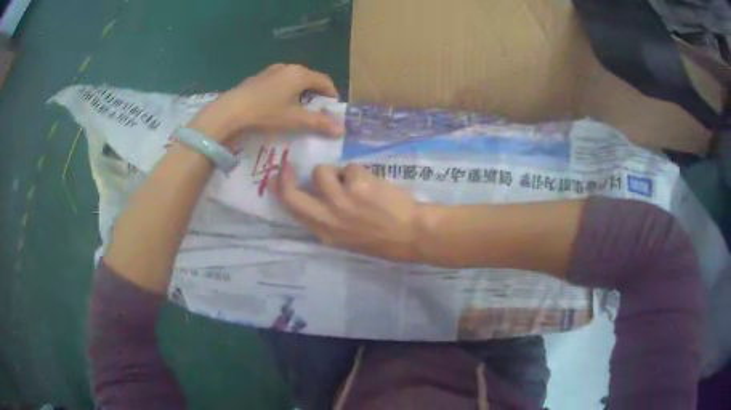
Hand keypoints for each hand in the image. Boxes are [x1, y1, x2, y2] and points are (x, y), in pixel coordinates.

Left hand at [187, 64, 343, 143]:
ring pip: (293, 78)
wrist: (232, 110)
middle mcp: (288, 67)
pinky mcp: (259, 77)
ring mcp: (271, 70)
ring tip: (298, 105)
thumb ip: (319, 123)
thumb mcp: (295, 119)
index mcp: (300, 74)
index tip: (333, 107)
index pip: (324, 81)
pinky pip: (279, 80)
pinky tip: (278, 102)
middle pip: (309, 77)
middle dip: (316, 92)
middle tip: (317, 108)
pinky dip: (285, 89)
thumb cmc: (266, 113)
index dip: (332, 93)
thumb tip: (341, 130)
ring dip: (300, 90)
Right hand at [273, 163, 425, 261]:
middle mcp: (327, 217)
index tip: (276, 179)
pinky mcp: (356, 184)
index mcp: (325, 232)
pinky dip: (360, 173)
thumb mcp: (348, 239)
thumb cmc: (384, 239)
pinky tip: (373, 185)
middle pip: (293, 192)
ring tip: (354, 182)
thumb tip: (316, 198)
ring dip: (336, 172)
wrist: (413, 234)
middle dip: (288, 177)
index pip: (292, 209)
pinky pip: (350, 167)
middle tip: (288, 166)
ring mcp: (340, 199)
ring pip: (323, 170)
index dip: (281, 191)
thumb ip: (329, 221)